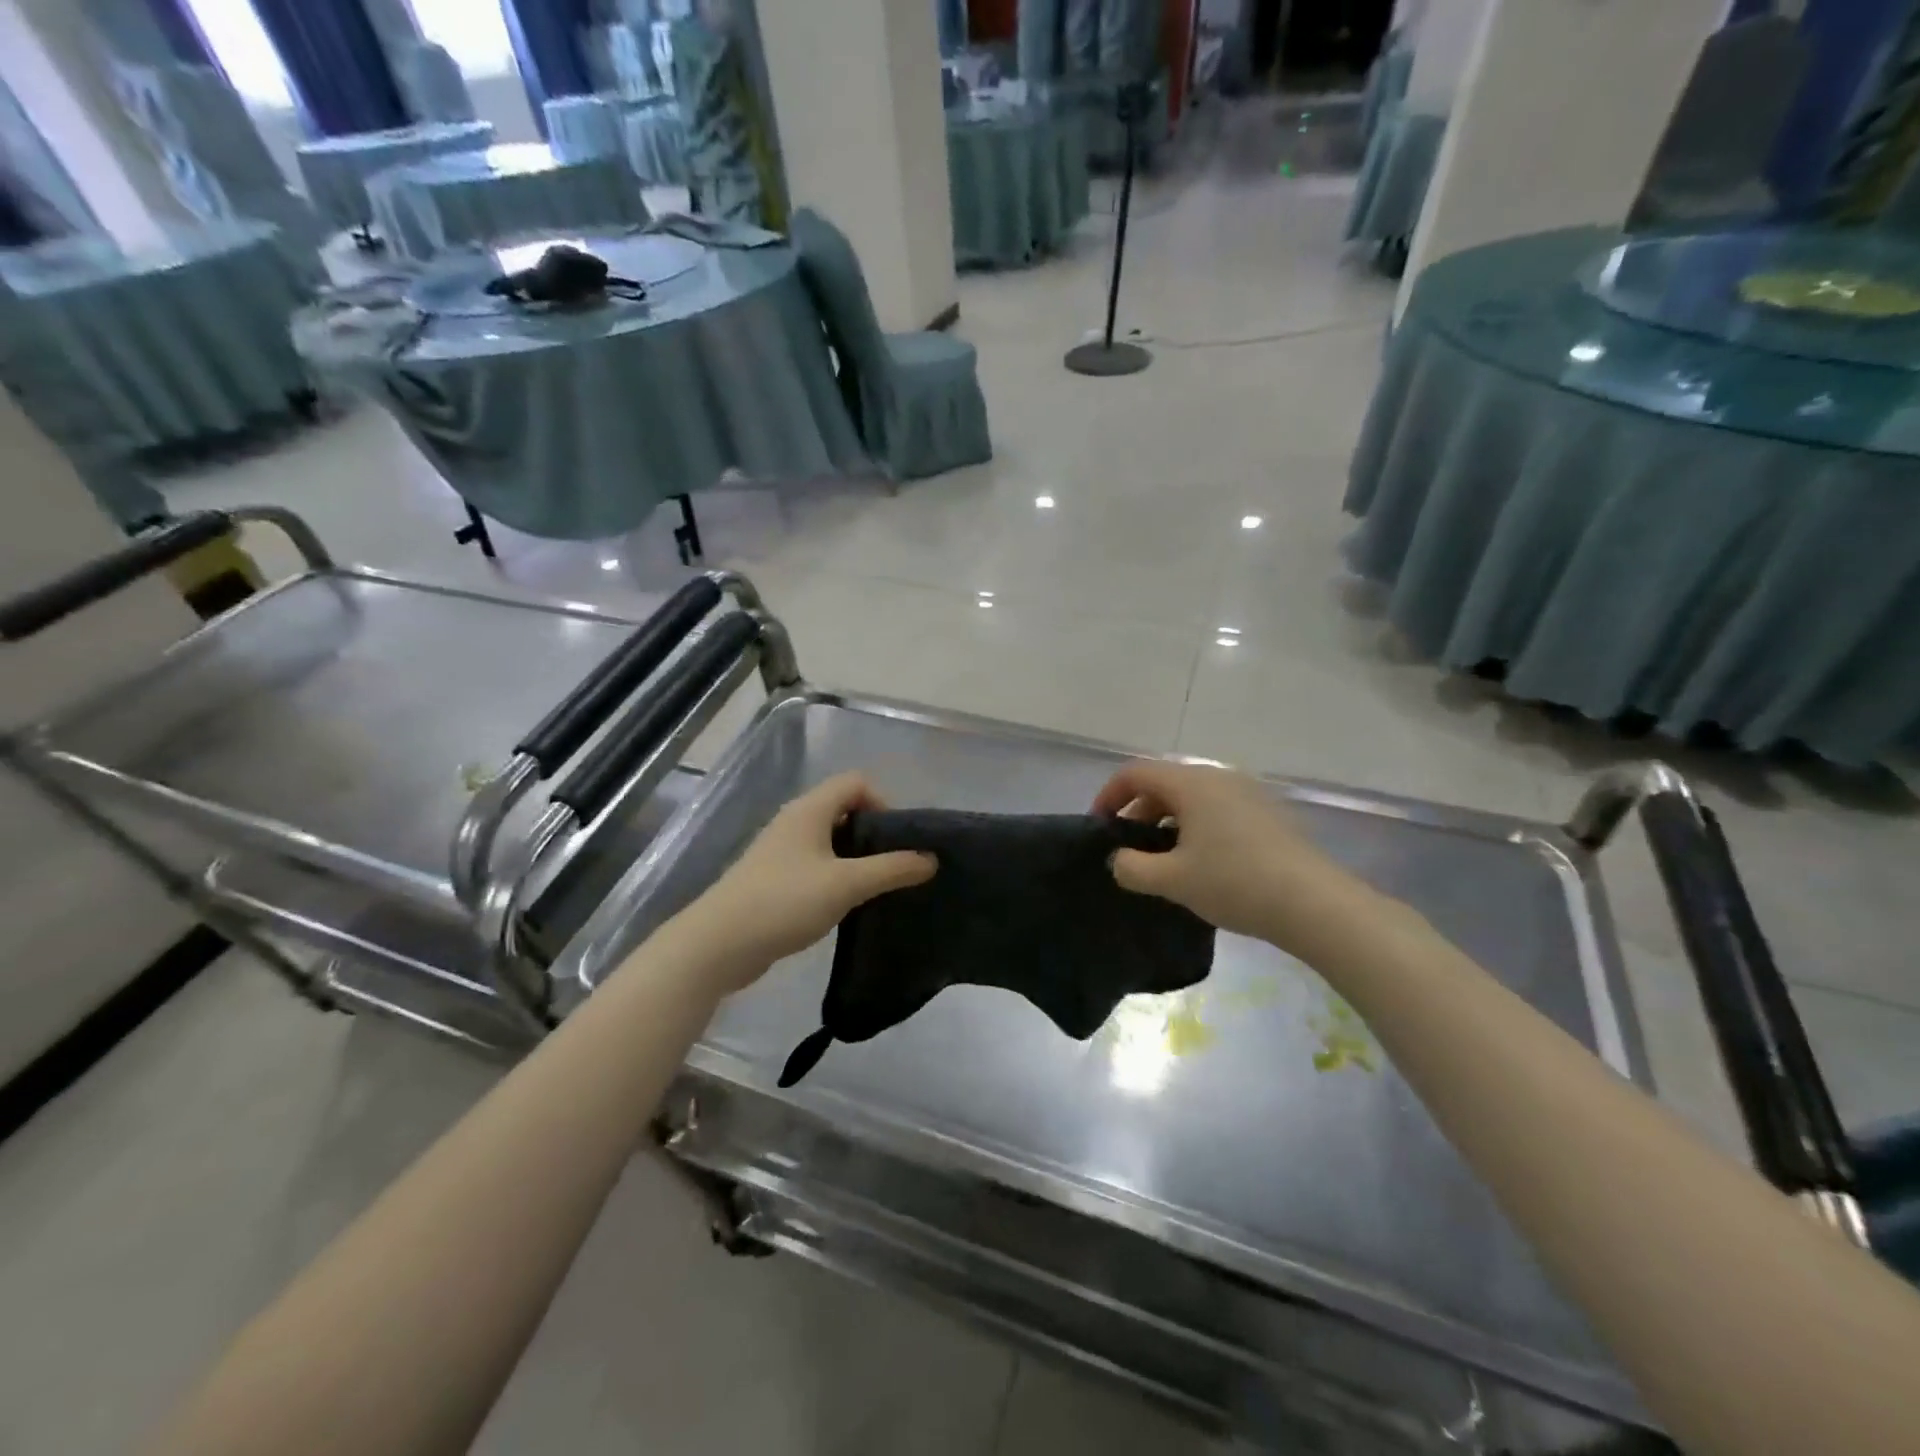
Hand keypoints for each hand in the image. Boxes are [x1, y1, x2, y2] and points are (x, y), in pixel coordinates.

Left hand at [672, 772, 935, 992]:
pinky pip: (815, 865)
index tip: (897, 840)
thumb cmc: (784, 901)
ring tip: (875, 888)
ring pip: (830, 840)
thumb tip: (931, 858)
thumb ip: (892, 869)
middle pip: (844, 809)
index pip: (856, 783)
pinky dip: (835, 876)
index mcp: (810, 810)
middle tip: (893, 866)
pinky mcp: (774, 879)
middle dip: (873, 833)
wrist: (718, 944)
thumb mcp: (846, 884)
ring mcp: (781, 850)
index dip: (883, 803)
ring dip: (855, 858)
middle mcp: (794, 821)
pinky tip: (845, 905)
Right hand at [1092, 759, 1366, 953]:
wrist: (1314, 903)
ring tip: (1163, 861)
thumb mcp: (1172, 880)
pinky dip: (1197, 827)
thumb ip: (1132, 867)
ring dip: (1168, 823)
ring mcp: (1248, 793)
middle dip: (1138, 813)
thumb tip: (1119, 860)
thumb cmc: (1234, 882)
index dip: (1109, 796)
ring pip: (1192, 798)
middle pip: (1164, 783)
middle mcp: (1219, 777)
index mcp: (1191, 783)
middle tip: (1130, 850)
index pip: (1135, 773)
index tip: (1100, 829)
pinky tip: (1202, 863)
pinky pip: (1218, 809)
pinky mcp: (1268, 814)